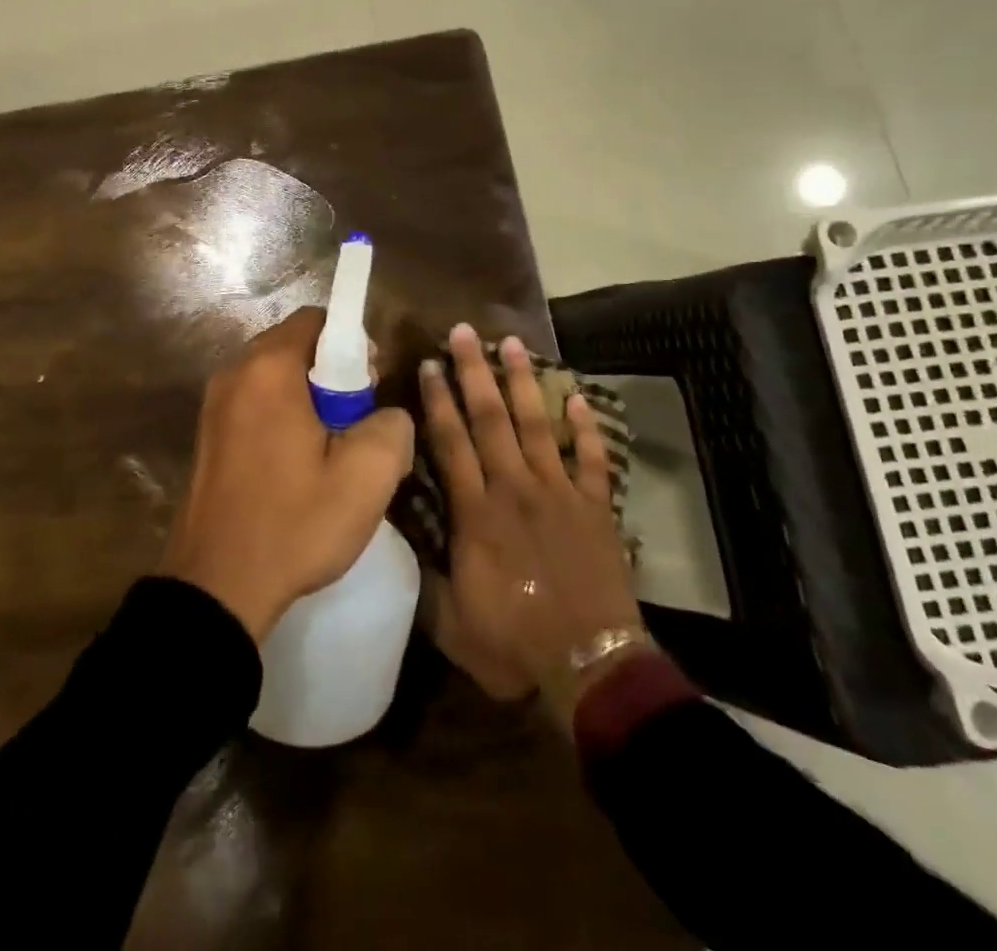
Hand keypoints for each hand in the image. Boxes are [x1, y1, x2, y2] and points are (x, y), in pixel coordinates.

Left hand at [160, 308, 413, 643]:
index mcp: (269, 368)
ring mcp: (213, 404)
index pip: (317, 320)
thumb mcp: (368, 476)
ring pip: (274, 377)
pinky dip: (280, 417)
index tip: (370, 387)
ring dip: (306, 398)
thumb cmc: (294, 523)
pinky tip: (294, 466)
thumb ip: (393, 424)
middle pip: (294, 346)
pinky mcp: (206, 434)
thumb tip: (385, 415)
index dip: (353, 344)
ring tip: (327, 450)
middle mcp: (234, 372)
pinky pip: (253, 404)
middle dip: (331, 373)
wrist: (216, 587)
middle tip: (354, 422)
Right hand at [418, 325, 651, 721]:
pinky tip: (578, 396)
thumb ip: (426, 575)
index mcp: (477, 512)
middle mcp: (515, 488)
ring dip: (522, 382)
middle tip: (464, 330)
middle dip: (474, 371)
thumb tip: (401, 538)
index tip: (429, 364)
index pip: (451, 442)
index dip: (438, 401)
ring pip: (537, 424)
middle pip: (490, 418)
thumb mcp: (451, 622)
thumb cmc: (515, 644)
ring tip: (512, 342)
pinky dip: (587, 426)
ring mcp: (560, 493)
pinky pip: (592, 457)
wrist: (592, 665)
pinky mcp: (595, 506)